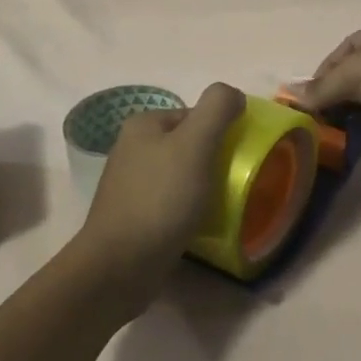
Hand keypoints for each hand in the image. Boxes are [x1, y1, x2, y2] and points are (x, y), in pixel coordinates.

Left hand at [75, 83, 244, 311]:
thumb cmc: (160, 198)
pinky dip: (189, 210)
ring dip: (204, 187)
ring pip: (181, 175)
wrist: (119, 266)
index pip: (196, 115)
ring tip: (223, 206)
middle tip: (236, 182)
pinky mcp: (133, 216)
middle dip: (214, 161)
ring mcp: (130, 184)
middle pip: (189, 144)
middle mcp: (132, 148)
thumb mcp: (195, 143)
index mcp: (144, 124)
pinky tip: (200, 225)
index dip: (222, 132)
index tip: (240, 157)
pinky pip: (171, 203)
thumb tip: (233, 94)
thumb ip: (217, 108)